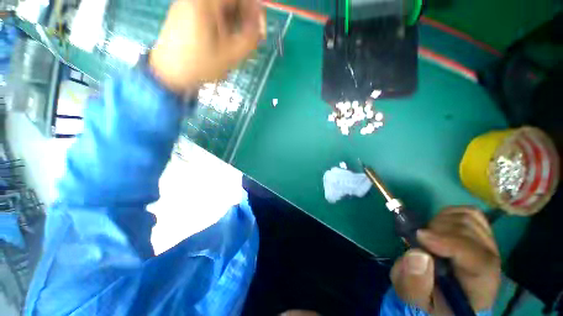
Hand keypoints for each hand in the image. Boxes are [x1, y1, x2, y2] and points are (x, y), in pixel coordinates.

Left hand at [149, 0, 265, 92]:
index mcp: (205, 3)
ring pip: (222, 7)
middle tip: (250, 38)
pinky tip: (224, 40)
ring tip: (237, 43)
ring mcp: (189, 3)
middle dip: (244, 16)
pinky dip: (223, 23)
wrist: (170, 73)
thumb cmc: (201, 65)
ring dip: (234, 22)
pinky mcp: (186, 11)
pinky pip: (211, 11)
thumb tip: (260, 24)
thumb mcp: (231, 55)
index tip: (259, 28)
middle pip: (230, 1)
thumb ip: (250, 38)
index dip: (253, 8)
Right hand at [391, 207, 500, 314]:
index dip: (450, 242)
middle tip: (419, 240)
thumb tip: (418, 254)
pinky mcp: (479, 234)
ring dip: (440, 223)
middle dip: (437, 230)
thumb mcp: (413, 299)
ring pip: (469, 218)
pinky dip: (448, 215)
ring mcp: (487, 246)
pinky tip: (438, 228)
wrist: (441, 297)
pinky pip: (468, 213)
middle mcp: (490, 263)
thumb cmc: (428, 301)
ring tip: (428, 237)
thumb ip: (414, 283)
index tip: (420, 236)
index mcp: (479, 287)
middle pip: (472, 232)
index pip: (480, 260)